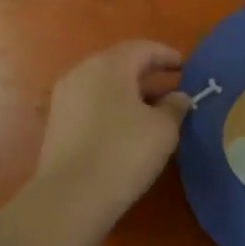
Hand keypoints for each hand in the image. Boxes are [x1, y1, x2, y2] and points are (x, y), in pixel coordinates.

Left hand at [34, 40, 190, 212]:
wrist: (71, 197)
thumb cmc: (125, 152)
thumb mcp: (163, 129)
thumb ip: (175, 106)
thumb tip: (178, 97)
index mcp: (110, 64)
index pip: (143, 48)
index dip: (168, 56)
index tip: (187, 68)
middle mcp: (82, 72)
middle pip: (121, 64)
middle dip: (148, 74)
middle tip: (172, 89)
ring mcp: (64, 97)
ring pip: (104, 85)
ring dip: (130, 93)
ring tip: (154, 112)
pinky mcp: (56, 122)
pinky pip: (91, 103)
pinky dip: (112, 108)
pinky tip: (127, 128)